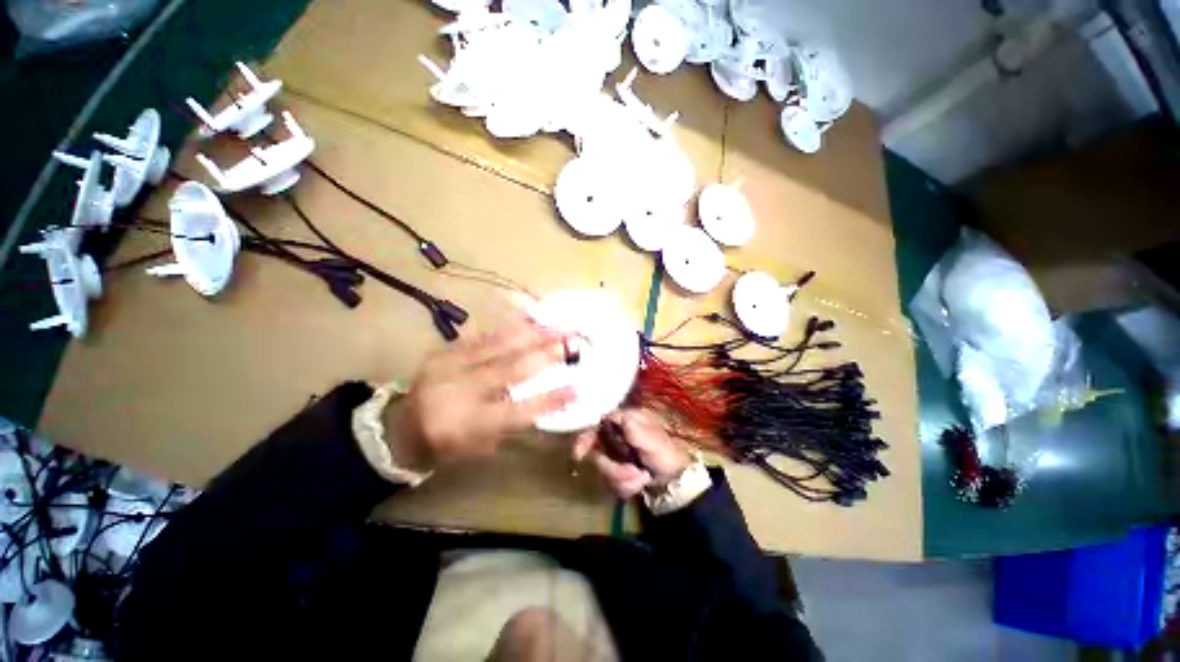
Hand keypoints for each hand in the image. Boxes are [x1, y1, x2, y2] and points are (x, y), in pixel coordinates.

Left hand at [386, 317, 574, 470]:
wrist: (400, 427)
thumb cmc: (448, 443)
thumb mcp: (482, 445)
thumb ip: (514, 421)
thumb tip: (547, 397)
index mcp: (466, 425)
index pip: (516, 412)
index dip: (549, 399)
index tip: (577, 388)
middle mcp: (457, 391)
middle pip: (509, 369)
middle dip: (545, 354)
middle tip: (572, 343)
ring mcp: (448, 365)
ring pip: (497, 345)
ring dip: (532, 333)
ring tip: (557, 325)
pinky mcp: (444, 350)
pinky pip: (483, 335)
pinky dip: (510, 327)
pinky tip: (531, 319)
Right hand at [573, 409, 693, 497]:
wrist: (675, 481)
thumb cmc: (666, 456)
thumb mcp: (654, 442)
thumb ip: (636, 430)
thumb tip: (618, 416)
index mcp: (627, 419)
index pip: (599, 421)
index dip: (587, 436)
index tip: (580, 453)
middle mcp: (618, 433)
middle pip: (597, 449)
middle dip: (612, 467)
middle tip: (631, 474)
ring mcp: (616, 451)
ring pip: (603, 467)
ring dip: (621, 478)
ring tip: (641, 479)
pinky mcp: (616, 467)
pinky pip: (609, 479)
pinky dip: (624, 485)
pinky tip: (639, 484)